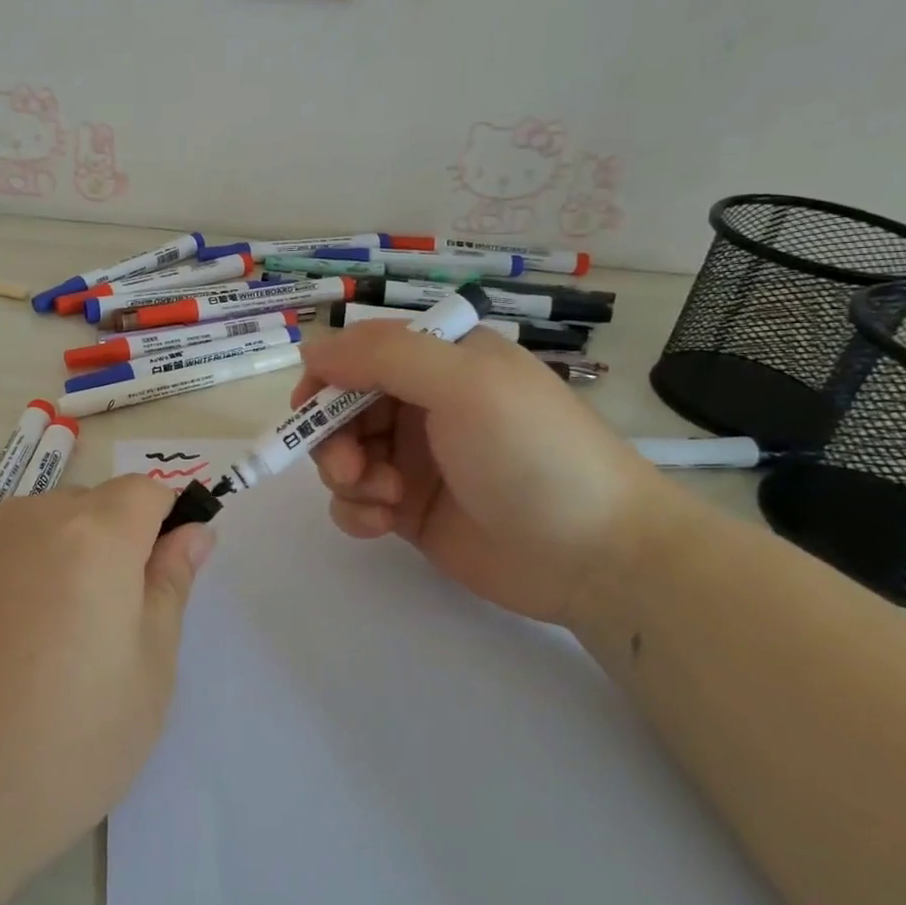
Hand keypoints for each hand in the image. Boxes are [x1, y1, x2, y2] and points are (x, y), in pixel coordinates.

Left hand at [0, 477, 213, 904]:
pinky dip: (21, 579)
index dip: (167, 522)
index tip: (165, 577)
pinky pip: (2, 553)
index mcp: (95, 534)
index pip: (147, 490)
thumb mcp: (146, 675)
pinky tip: (2, 650)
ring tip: (54, 646)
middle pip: (95, 505)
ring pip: (46, 528)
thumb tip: (192, 533)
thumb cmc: (56, 745)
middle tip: (112, 630)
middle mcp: (33, 517)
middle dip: (117, 545)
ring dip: (67, 562)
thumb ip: (170, 588)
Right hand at [292, 321, 668, 626]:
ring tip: (381, 498)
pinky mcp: (411, 509)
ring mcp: (416, 458)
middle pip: (343, 406)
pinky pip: (357, 500)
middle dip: (332, 435)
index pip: (360, 352)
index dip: (327, 377)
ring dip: (346, 475)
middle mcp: (423, 403)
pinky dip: (356, 510)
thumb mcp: (464, 384)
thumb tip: (312, 348)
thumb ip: (384, 356)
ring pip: (344, 453)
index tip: (309, 409)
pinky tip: (383, 524)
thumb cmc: (531, 453)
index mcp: (440, 361)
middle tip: (349, 468)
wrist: (596, 556)